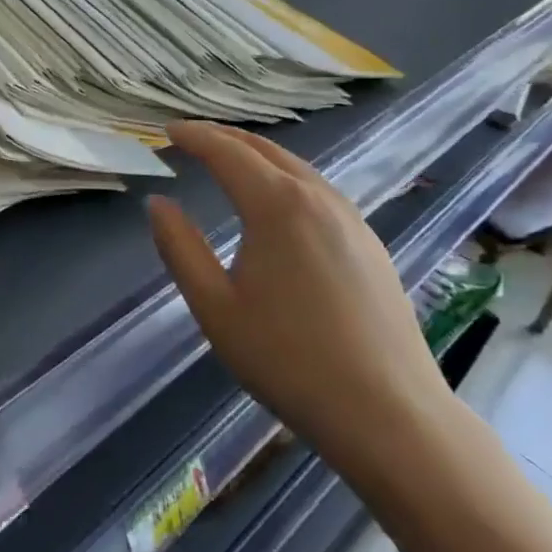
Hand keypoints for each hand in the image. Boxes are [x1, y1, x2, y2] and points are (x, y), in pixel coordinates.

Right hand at [147, 122, 456, 473]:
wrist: (392, 418)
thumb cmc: (289, 360)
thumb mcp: (214, 306)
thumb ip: (179, 247)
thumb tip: (158, 203)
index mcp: (277, 205)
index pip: (226, 152)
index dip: (193, 137)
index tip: (166, 132)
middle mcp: (318, 198)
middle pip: (264, 150)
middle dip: (223, 137)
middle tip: (190, 138)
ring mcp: (352, 220)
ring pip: (296, 167)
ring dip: (256, 155)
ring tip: (228, 161)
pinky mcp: (371, 245)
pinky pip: (318, 190)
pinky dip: (285, 177)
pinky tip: (278, 202)